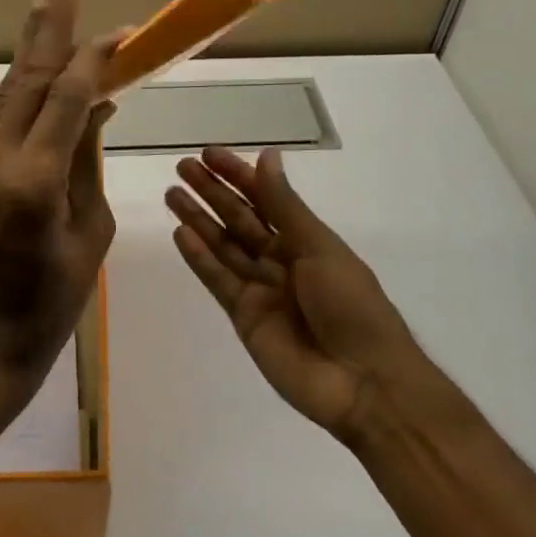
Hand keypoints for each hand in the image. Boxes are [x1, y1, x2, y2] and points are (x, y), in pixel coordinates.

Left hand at [0, 0, 121, 383]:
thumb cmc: (55, 299)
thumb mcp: (91, 231)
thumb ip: (88, 161)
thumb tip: (96, 105)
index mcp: (39, 177)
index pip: (70, 96)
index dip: (97, 57)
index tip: (124, 31)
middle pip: (31, 76)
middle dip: (53, 23)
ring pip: (1, 86)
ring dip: (22, 37)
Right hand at [166, 146, 430, 444]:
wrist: (363, 382)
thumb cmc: (351, 305)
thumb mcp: (319, 247)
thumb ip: (284, 206)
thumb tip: (267, 156)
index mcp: (307, 241)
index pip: (266, 199)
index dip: (238, 175)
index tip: (209, 154)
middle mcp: (281, 260)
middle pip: (240, 220)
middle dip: (212, 193)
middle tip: (181, 168)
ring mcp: (262, 290)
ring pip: (224, 247)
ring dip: (199, 220)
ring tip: (172, 194)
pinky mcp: (244, 318)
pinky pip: (218, 281)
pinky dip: (200, 258)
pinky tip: (181, 234)